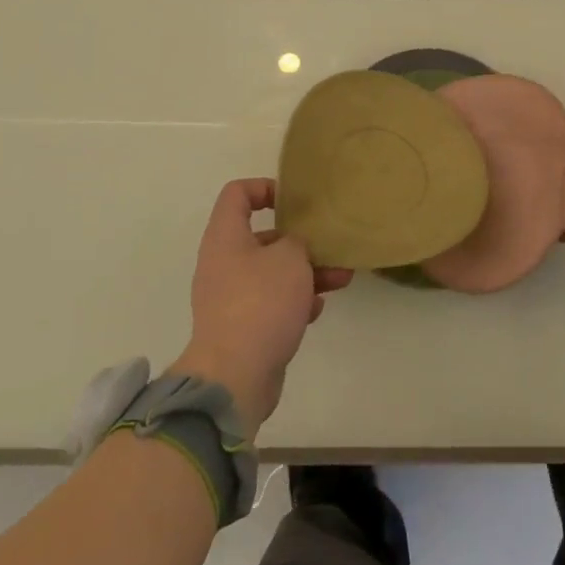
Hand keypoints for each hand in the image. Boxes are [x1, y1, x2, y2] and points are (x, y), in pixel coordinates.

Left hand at [168, 179, 351, 436]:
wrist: (234, 376)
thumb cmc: (261, 303)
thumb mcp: (290, 258)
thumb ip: (297, 241)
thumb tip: (294, 247)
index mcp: (226, 237)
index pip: (237, 194)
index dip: (265, 188)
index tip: (294, 200)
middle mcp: (223, 263)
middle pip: (262, 237)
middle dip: (300, 241)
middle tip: (329, 245)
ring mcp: (231, 298)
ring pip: (272, 273)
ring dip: (306, 273)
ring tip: (341, 278)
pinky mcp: (242, 328)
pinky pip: (271, 303)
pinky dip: (295, 302)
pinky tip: (317, 310)